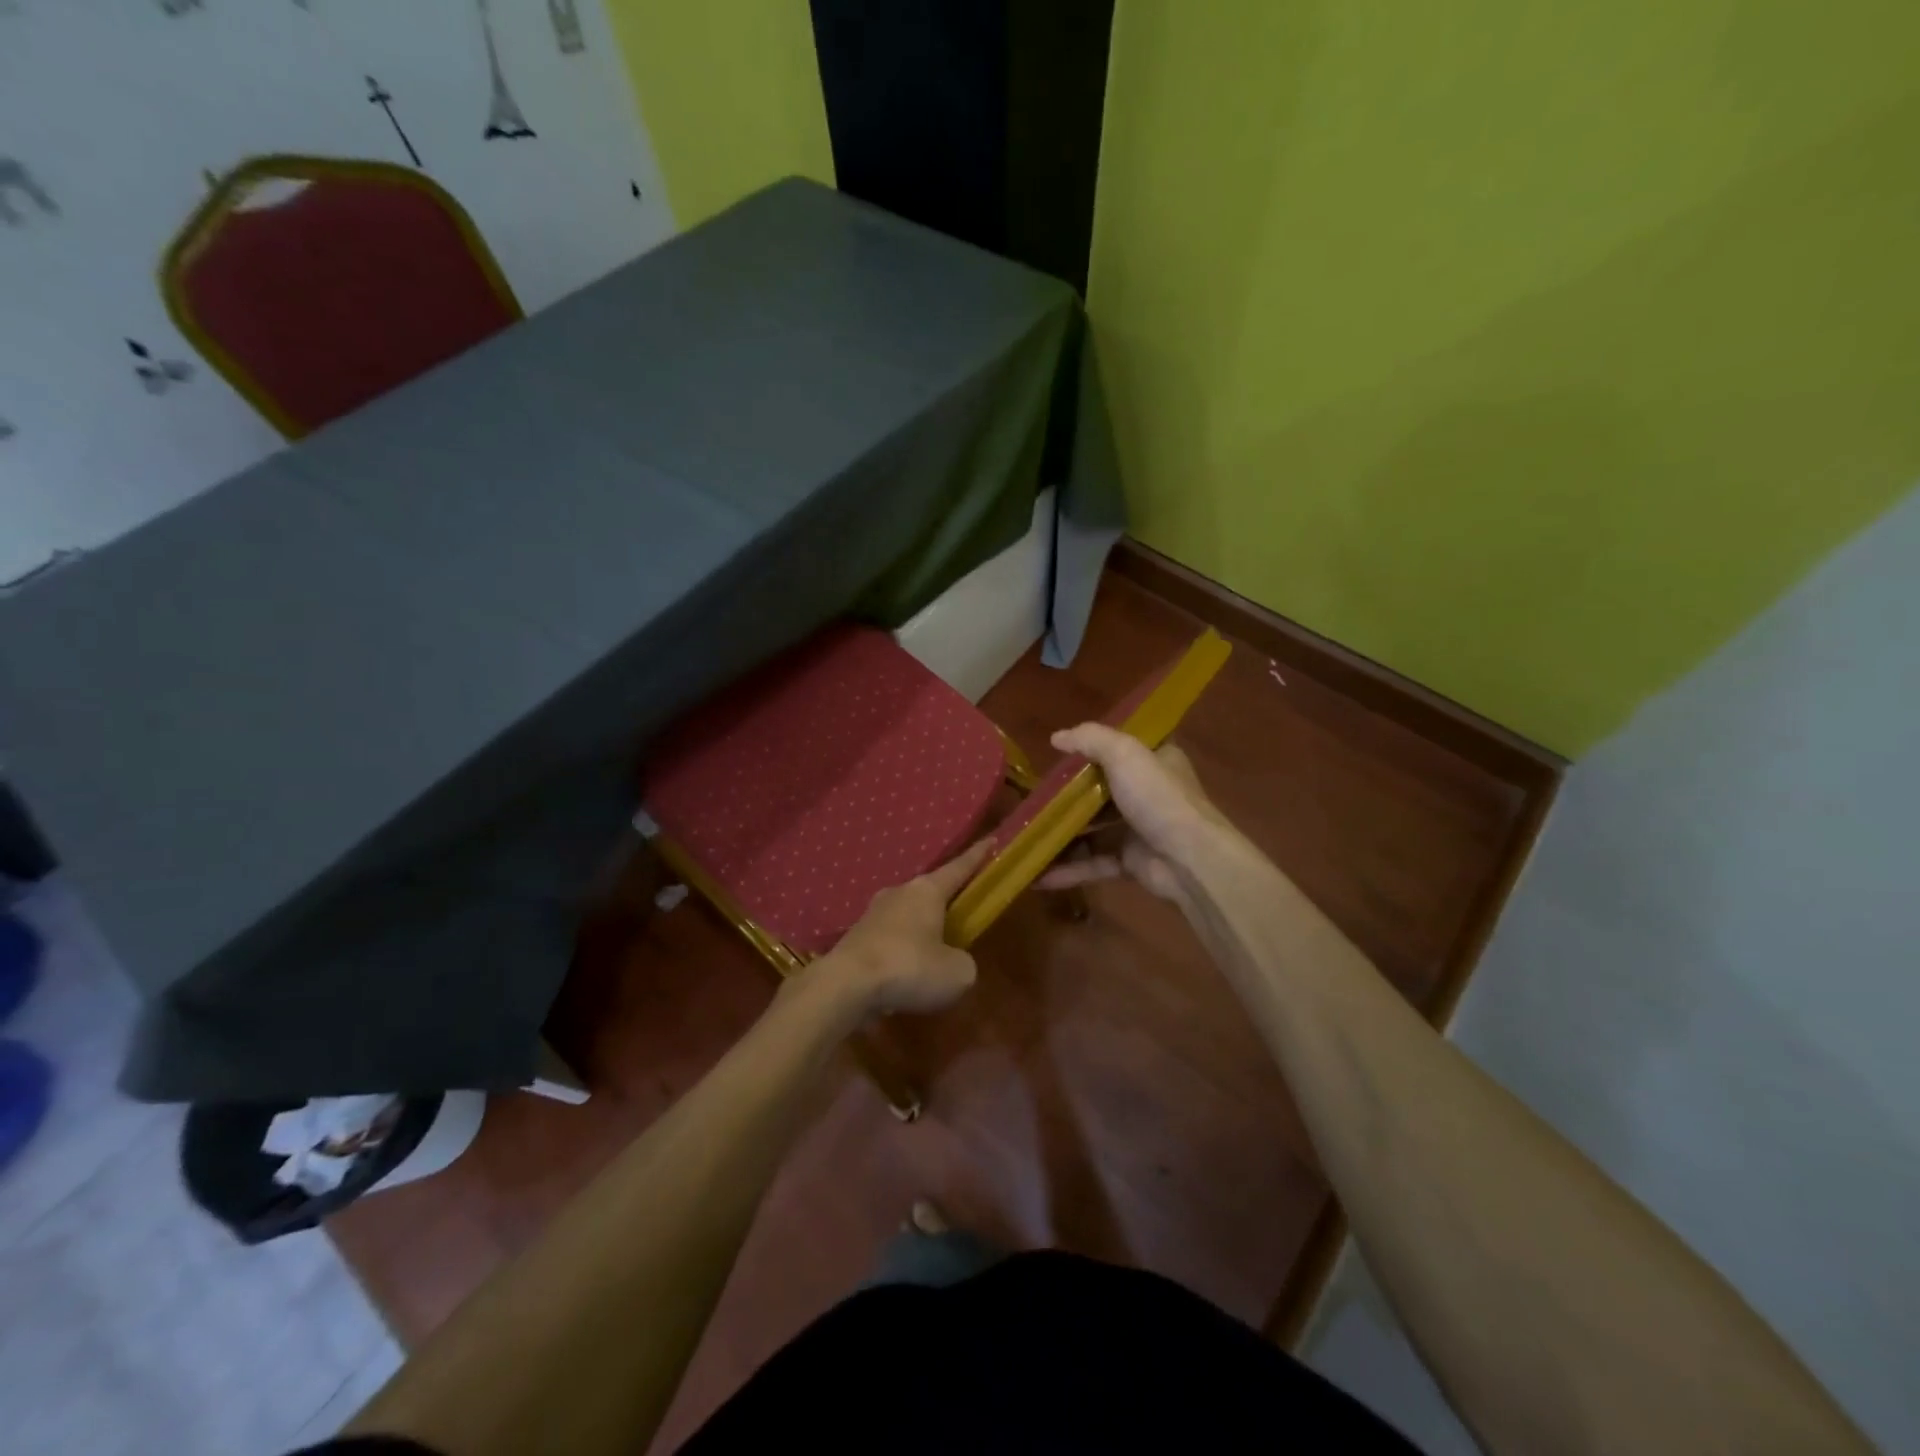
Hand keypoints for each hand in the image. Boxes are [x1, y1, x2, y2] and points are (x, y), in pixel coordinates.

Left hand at [807, 840, 991, 1016]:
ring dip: (920, 931)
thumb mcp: (957, 972)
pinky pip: (888, 941)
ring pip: (906, 917)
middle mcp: (899, 893)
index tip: (990, 840)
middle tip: (961, 914)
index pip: (959, 868)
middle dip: (945, 902)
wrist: (846, 985)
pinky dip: (900, 954)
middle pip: (929, 892)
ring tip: (931, 956)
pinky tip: (904, 976)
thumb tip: (953, 962)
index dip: (977, 857)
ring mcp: (872, 914)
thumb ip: (963, 962)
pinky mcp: (855, 939)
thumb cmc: (910, 967)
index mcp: (927, 891)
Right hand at [1036, 724, 1224, 900]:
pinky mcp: (1131, 862)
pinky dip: (1068, 869)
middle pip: (1102, 791)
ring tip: (1026, 837)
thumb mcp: (1125, 753)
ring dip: (1062, 835)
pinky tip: (1037, 875)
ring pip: (1094, 830)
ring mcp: (1139, 830)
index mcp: (1155, 762)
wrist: (1189, 859)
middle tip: (1034, 798)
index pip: (1123, 749)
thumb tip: (1056, 737)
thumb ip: (1090, 739)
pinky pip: (1094, 863)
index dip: (1094, 749)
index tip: (1060, 755)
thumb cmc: (1158, 797)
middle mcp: (1148, 794)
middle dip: (1068, 797)